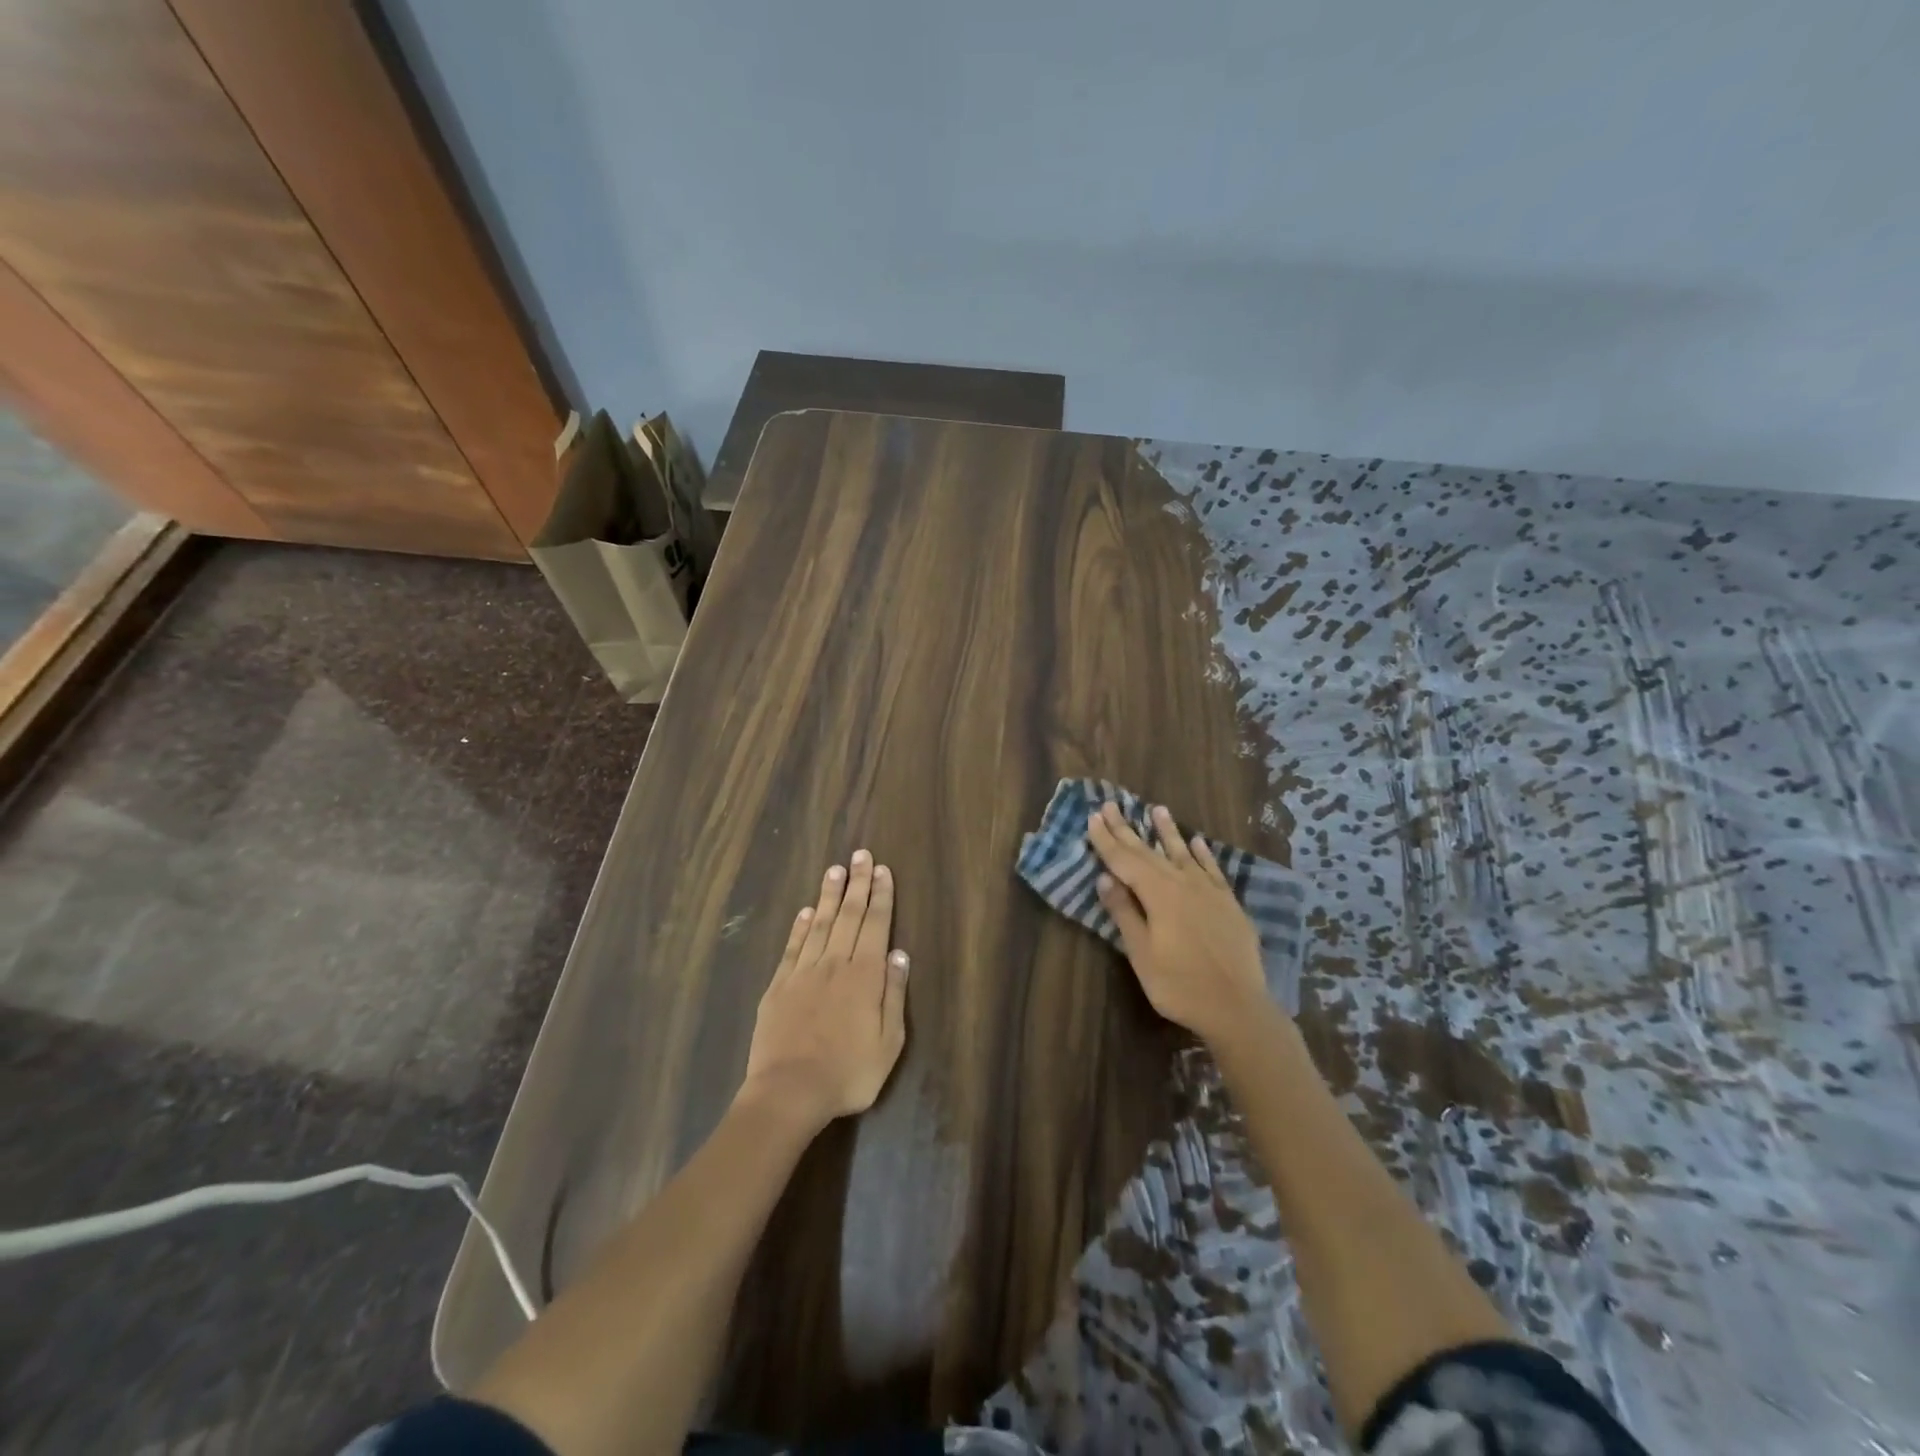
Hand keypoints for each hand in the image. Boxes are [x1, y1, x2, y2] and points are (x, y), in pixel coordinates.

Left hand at [740, 850, 908, 1130]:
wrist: (788, 1092)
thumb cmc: (848, 1073)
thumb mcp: (888, 1042)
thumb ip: (894, 994)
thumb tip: (899, 954)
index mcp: (865, 976)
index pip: (876, 925)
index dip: (881, 896)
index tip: (883, 870)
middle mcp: (835, 963)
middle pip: (849, 915)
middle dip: (857, 883)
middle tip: (861, 855)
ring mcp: (803, 972)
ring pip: (821, 923)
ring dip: (830, 895)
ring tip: (835, 869)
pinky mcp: (778, 985)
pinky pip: (793, 947)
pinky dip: (801, 926)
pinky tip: (807, 910)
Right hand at [1087, 803, 1270, 1046]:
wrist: (1238, 1008)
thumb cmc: (1180, 985)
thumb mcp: (1141, 954)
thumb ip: (1124, 913)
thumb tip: (1105, 879)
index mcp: (1158, 894)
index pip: (1125, 860)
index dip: (1107, 839)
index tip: (1093, 816)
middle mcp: (1183, 883)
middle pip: (1149, 851)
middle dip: (1128, 829)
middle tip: (1111, 805)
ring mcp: (1209, 891)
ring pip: (1183, 853)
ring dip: (1167, 831)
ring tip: (1157, 810)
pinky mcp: (1228, 903)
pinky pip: (1212, 869)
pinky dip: (1202, 854)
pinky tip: (1197, 842)